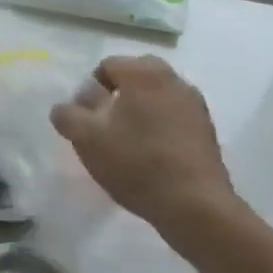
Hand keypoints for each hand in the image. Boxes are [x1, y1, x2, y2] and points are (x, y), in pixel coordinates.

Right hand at [48, 55, 239, 248]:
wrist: (196, 207)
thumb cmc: (136, 163)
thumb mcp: (86, 138)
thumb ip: (67, 115)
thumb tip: (65, 108)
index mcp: (143, 73)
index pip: (107, 66)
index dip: (90, 90)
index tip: (87, 118)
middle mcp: (172, 80)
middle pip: (135, 78)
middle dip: (118, 96)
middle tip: (106, 126)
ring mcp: (195, 105)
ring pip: (156, 97)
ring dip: (141, 111)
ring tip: (129, 143)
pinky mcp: (208, 130)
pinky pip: (174, 117)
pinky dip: (161, 127)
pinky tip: (153, 156)